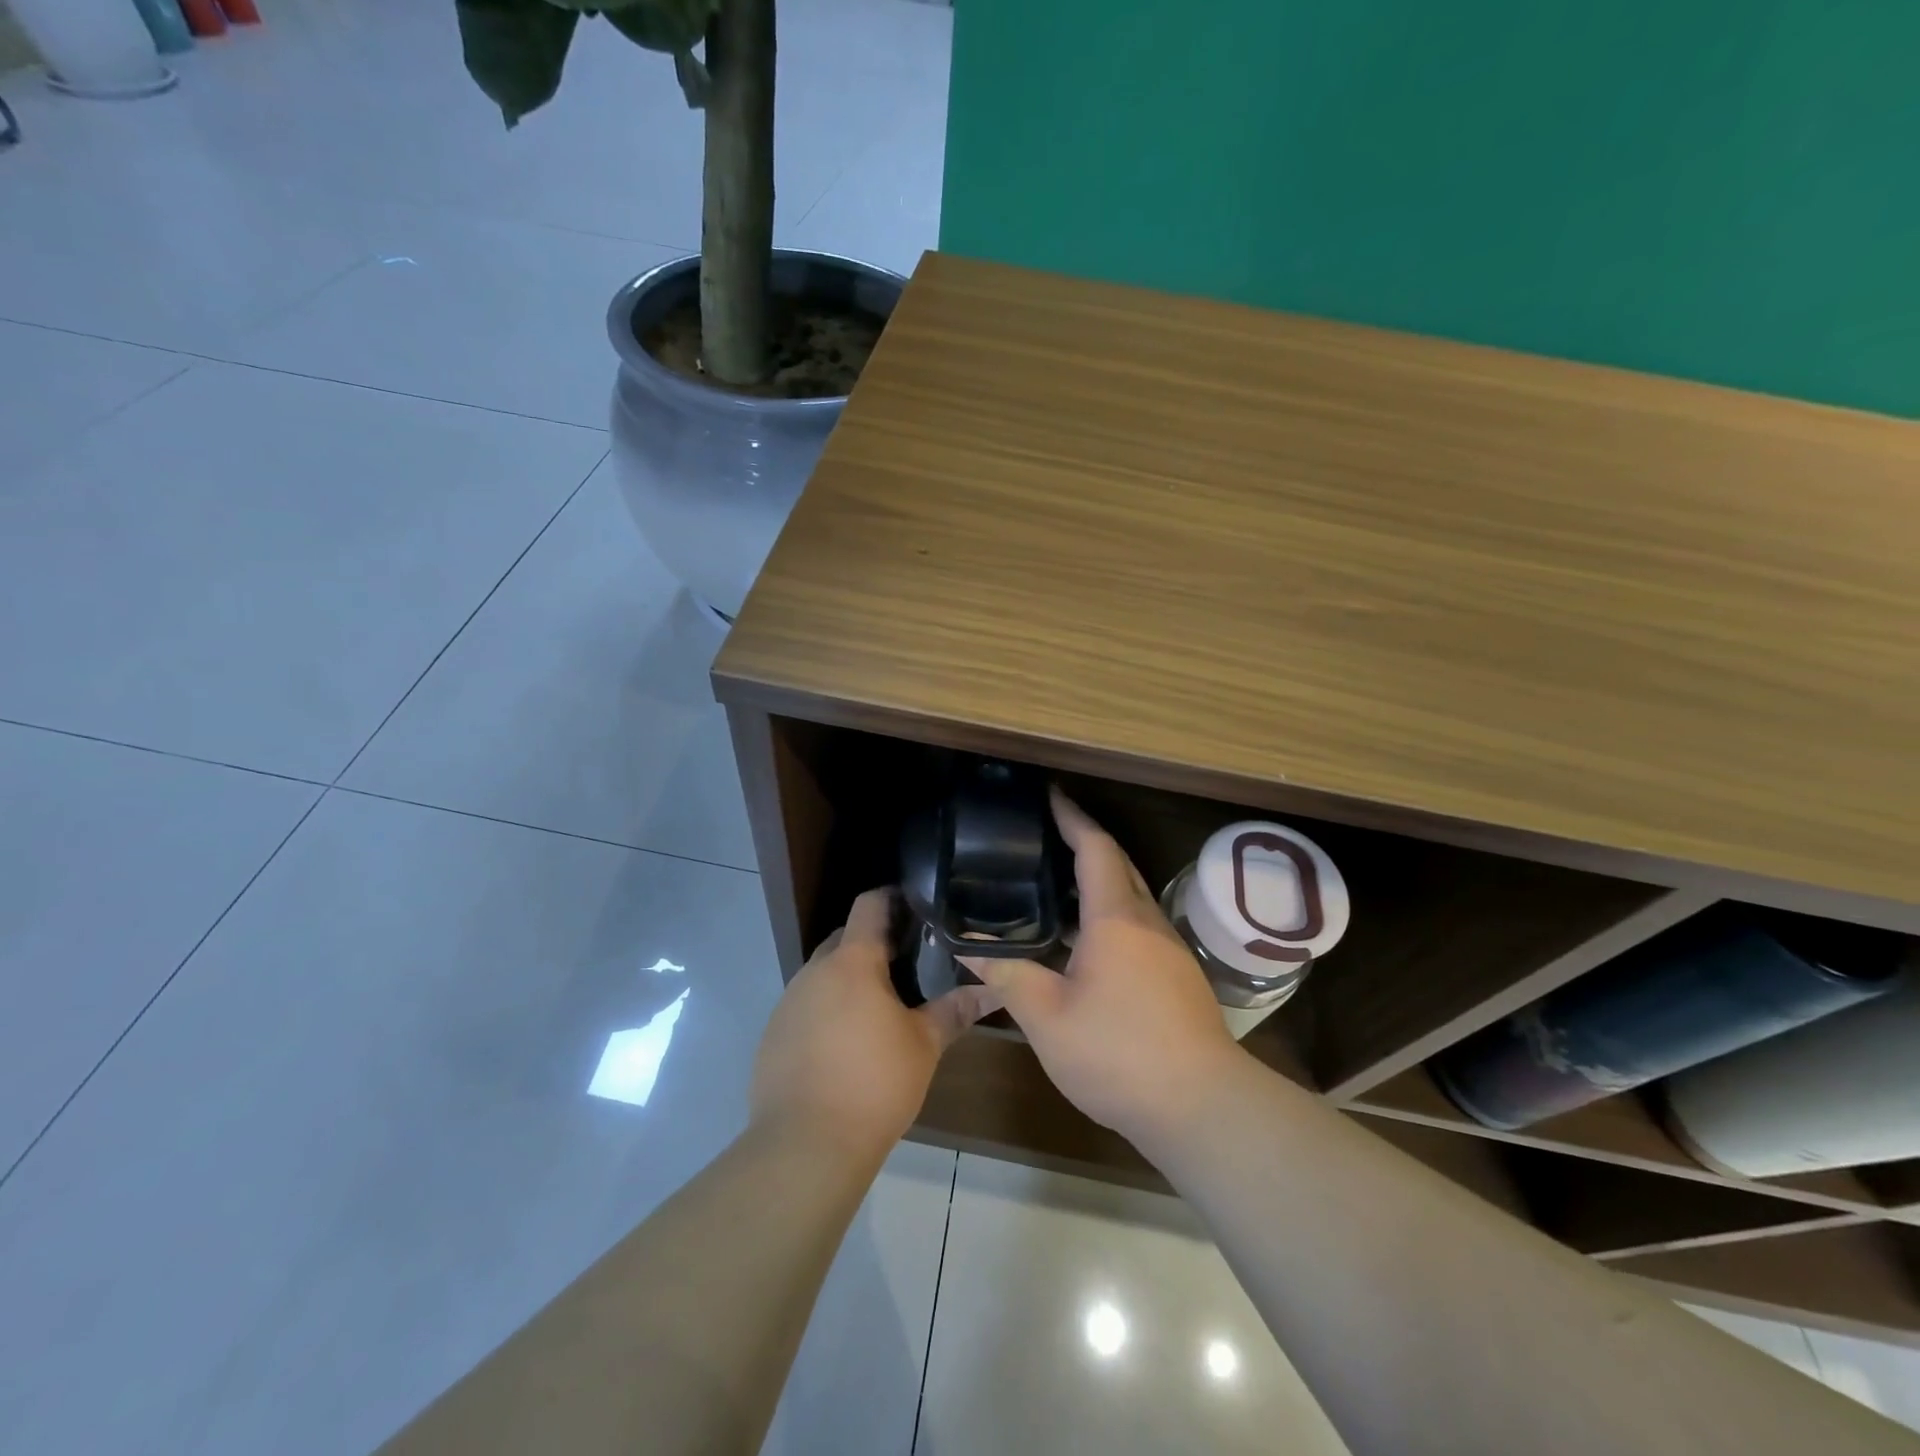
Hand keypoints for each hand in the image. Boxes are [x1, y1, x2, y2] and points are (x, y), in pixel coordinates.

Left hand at [750, 888, 998, 1161]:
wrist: (805, 1146)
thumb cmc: (874, 1084)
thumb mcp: (924, 1045)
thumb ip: (956, 1010)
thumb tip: (993, 990)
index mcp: (852, 962)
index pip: (869, 904)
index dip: (893, 898)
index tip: (918, 908)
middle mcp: (814, 971)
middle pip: (845, 938)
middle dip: (874, 944)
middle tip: (909, 962)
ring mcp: (788, 1002)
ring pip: (823, 974)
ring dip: (849, 980)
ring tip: (881, 1005)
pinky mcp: (772, 1035)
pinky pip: (805, 1006)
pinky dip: (827, 1010)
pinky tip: (846, 1044)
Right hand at [964, 790, 1244, 1144]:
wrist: (1201, 1107)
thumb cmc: (1118, 1053)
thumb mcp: (1047, 1017)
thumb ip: (1006, 976)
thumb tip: (965, 947)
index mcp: (1116, 918)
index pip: (1095, 848)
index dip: (1072, 818)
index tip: (1050, 796)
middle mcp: (1147, 922)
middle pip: (1117, 865)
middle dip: (1085, 842)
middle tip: (1044, 836)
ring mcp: (1168, 949)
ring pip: (1130, 897)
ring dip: (1097, 881)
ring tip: (1054, 885)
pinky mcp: (1177, 976)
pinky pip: (1137, 925)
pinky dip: (1108, 914)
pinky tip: (1083, 941)